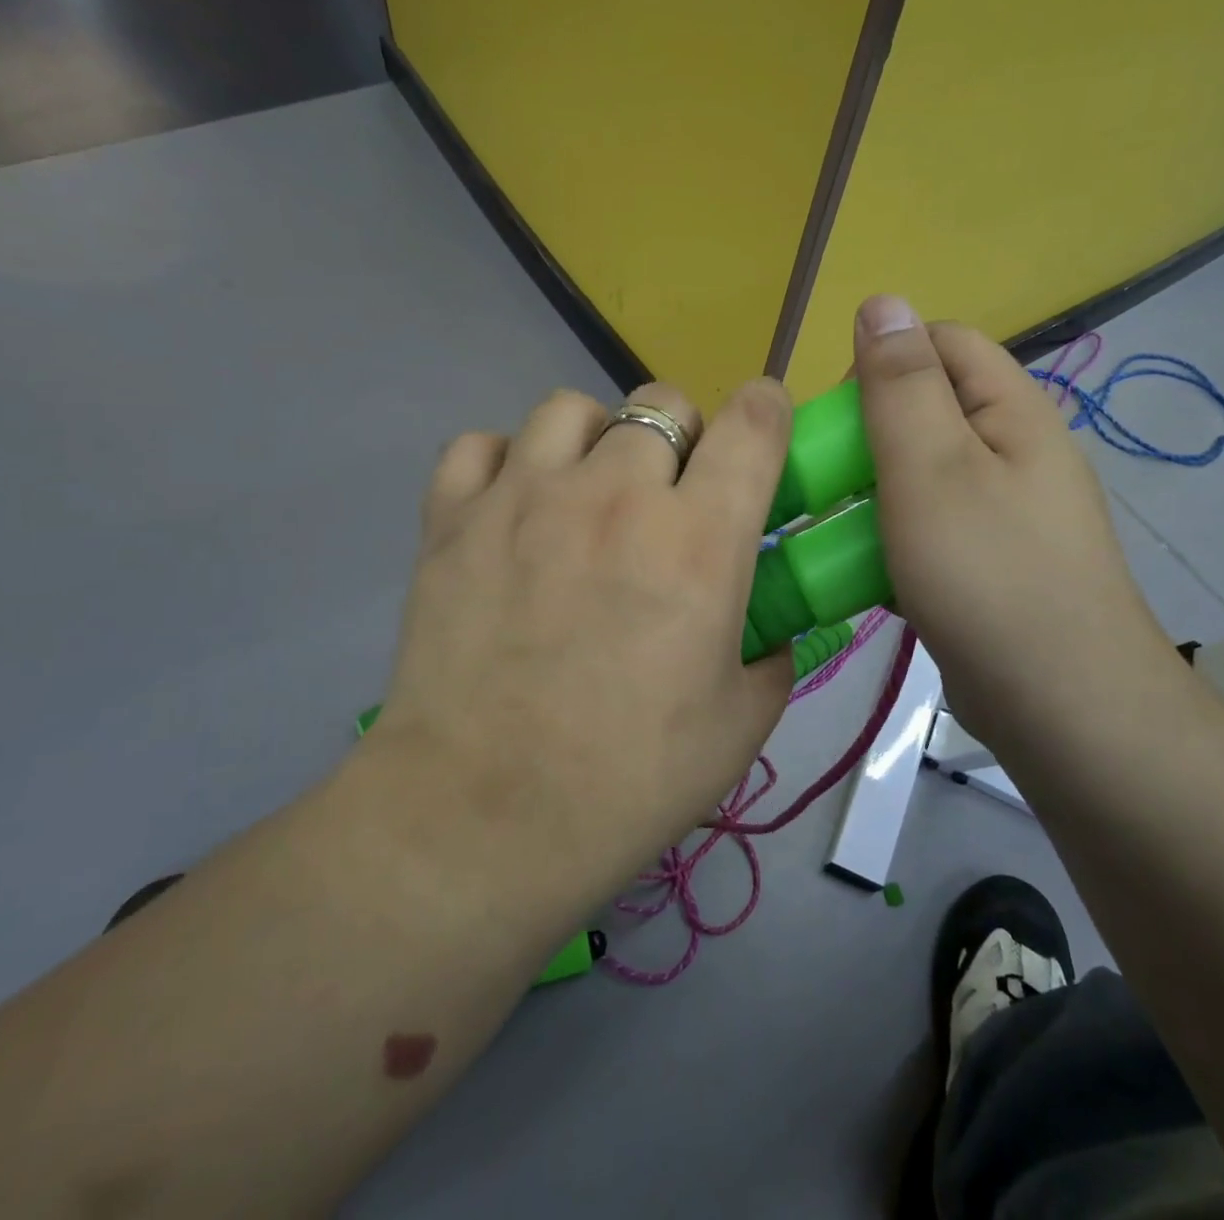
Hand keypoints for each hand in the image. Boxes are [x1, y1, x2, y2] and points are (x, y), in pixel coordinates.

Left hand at [364, 379, 795, 911]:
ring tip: (588, 493)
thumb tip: (766, 624)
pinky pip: (481, 444)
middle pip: (662, 403)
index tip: (764, 429)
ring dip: (596, 439)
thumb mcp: (741, 724)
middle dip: (683, 436)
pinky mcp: (452, 519)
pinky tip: (512, 508)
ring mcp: (523, 498)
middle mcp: (614, 496)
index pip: (753, 424)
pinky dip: (505, 462)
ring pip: (571, 409)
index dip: (767, 409)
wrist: (482, 819)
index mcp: (698, 540)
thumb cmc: (628, 780)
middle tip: (671, 495)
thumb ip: (771, 654)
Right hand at [852, 296, 1171, 738]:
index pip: (941, 344)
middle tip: (826, 480)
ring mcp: (1002, 512)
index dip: (881, 362)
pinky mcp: (986, 564)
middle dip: (867, 436)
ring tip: (830, 528)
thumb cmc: (988, 573)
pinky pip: (926, 529)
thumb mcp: (932, 467)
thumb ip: (902, 384)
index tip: (836, 417)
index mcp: (1010, 411)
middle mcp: (1013, 451)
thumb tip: (883, 300)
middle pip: (927, 410)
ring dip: (870, 492)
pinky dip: (889, 538)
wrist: (1060, 704)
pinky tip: (859, 571)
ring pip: (919, 475)